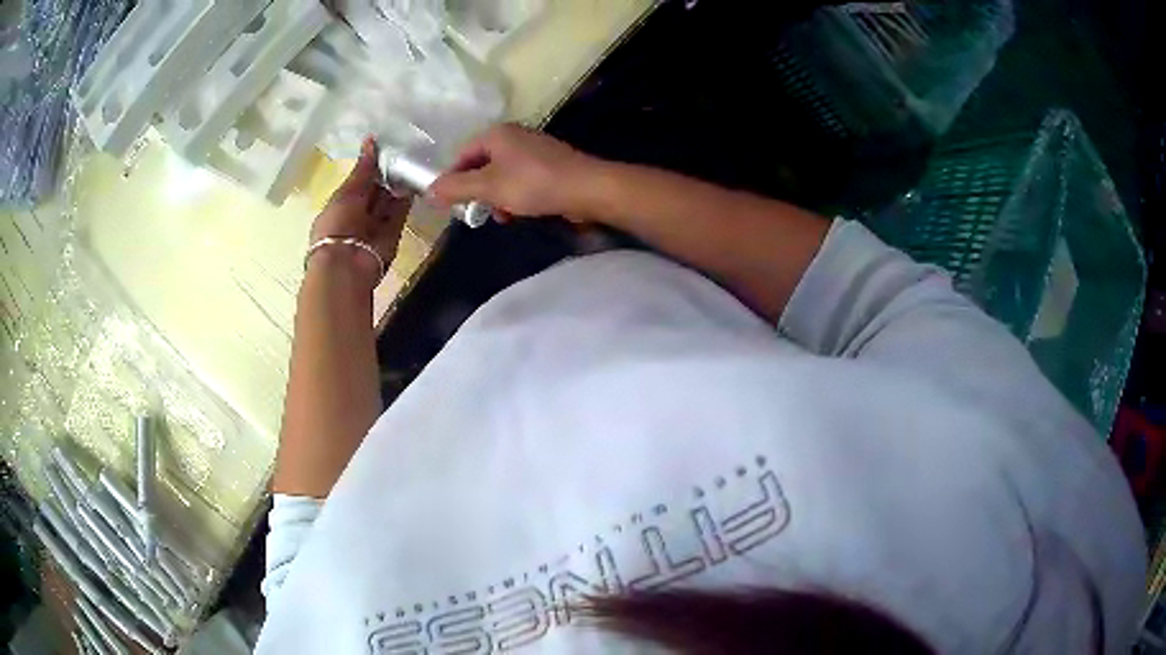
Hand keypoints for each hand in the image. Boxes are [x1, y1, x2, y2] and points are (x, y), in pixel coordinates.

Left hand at [310, 138, 411, 283]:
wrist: (347, 266)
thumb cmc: (337, 226)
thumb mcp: (346, 193)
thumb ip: (363, 169)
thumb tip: (371, 141)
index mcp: (340, 204)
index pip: (358, 181)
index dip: (370, 164)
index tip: (385, 144)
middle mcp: (358, 213)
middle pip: (375, 189)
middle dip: (386, 172)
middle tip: (403, 148)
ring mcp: (376, 224)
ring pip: (389, 199)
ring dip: (398, 183)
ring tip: (412, 158)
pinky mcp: (393, 232)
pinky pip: (400, 211)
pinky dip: (407, 197)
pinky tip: (415, 177)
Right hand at [430, 124, 602, 221]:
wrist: (587, 188)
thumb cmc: (534, 184)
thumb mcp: (489, 187)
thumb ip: (457, 188)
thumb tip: (429, 191)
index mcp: (497, 134)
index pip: (462, 154)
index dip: (452, 179)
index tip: (449, 204)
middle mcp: (514, 136)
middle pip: (481, 165)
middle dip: (477, 191)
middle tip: (477, 213)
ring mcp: (533, 150)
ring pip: (501, 175)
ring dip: (496, 197)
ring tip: (502, 217)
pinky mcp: (549, 165)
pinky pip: (521, 180)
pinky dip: (515, 196)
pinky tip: (519, 213)